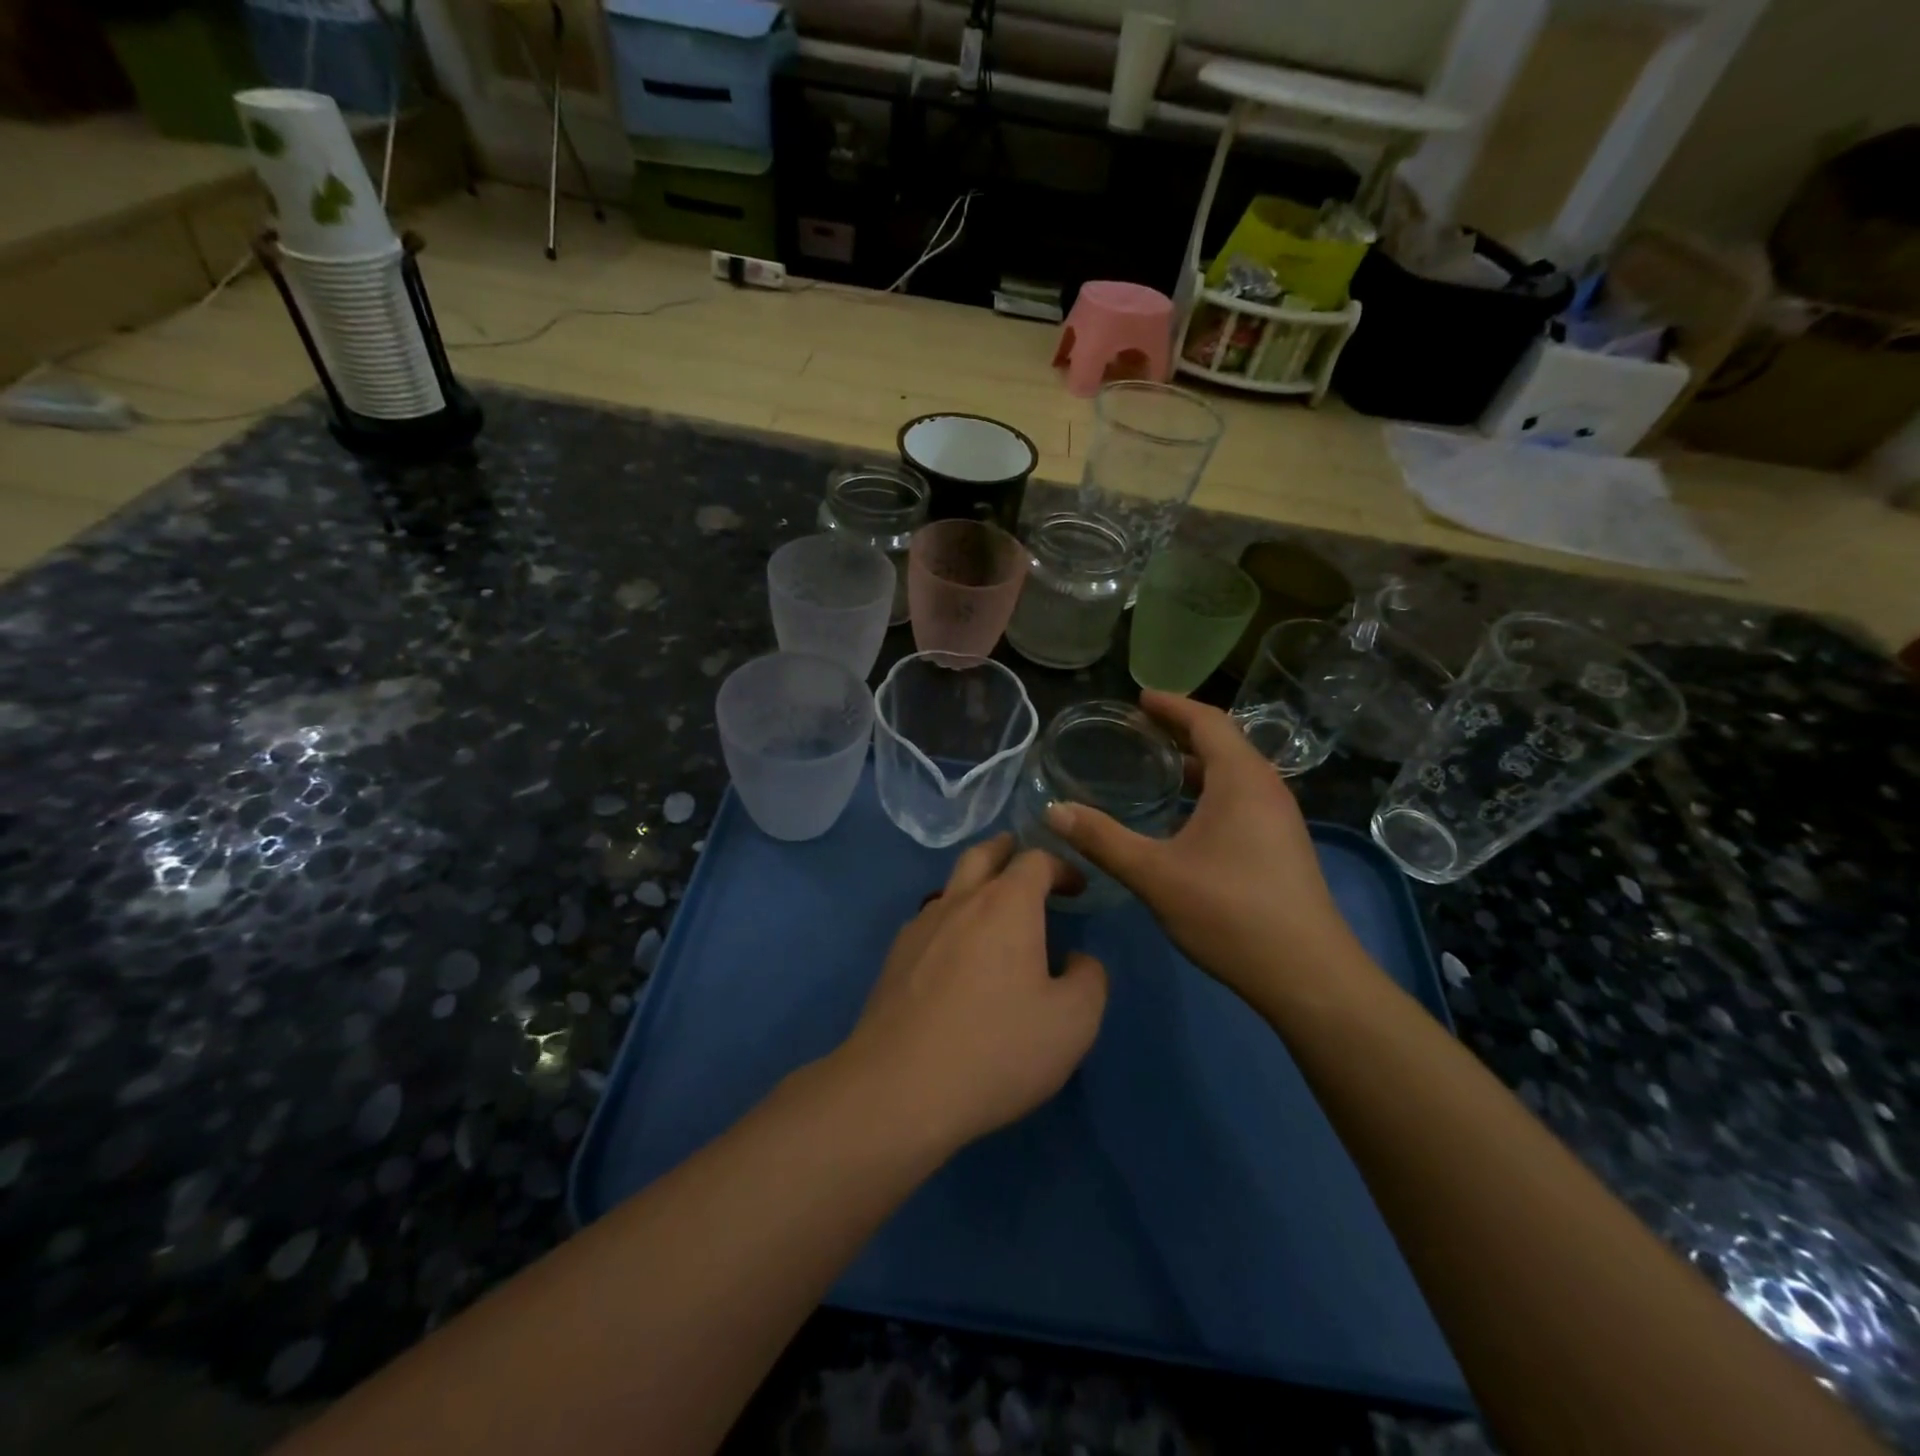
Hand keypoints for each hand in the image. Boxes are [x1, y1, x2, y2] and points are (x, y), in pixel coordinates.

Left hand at [836, 835, 1107, 1152]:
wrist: (900, 1087)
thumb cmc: (997, 1048)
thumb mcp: (1072, 1022)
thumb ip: (1089, 980)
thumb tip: (1078, 960)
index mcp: (1006, 905)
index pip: (1036, 860)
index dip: (1061, 867)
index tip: (1077, 887)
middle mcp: (959, 901)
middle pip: (982, 854)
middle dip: (1008, 850)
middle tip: (1024, 860)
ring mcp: (920, 926)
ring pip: (951, 884)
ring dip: (976, 882)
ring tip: (993, 906)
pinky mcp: (895, 957)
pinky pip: (930, 920)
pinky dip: (952, 918)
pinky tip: (957, 951)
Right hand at [1043, 690, 1360, 1005]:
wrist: (1308, 976)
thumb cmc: (1229, 912)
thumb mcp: (1154, 874)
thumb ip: (1102, 839)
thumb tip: (1054, 811)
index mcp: (1240, 779)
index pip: (1207, 720)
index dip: (1172, 705)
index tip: (1139, 698)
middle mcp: (1266, 788)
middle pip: (1223, 741)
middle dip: (1181, 731)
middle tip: (1139, 729)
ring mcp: (1280, 818)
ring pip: (1234, 773)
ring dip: (1197, 763)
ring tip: (1157, 767)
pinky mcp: (1282, 845)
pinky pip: (1242, 798)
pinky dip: (1210, 790)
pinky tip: (1184, 817)